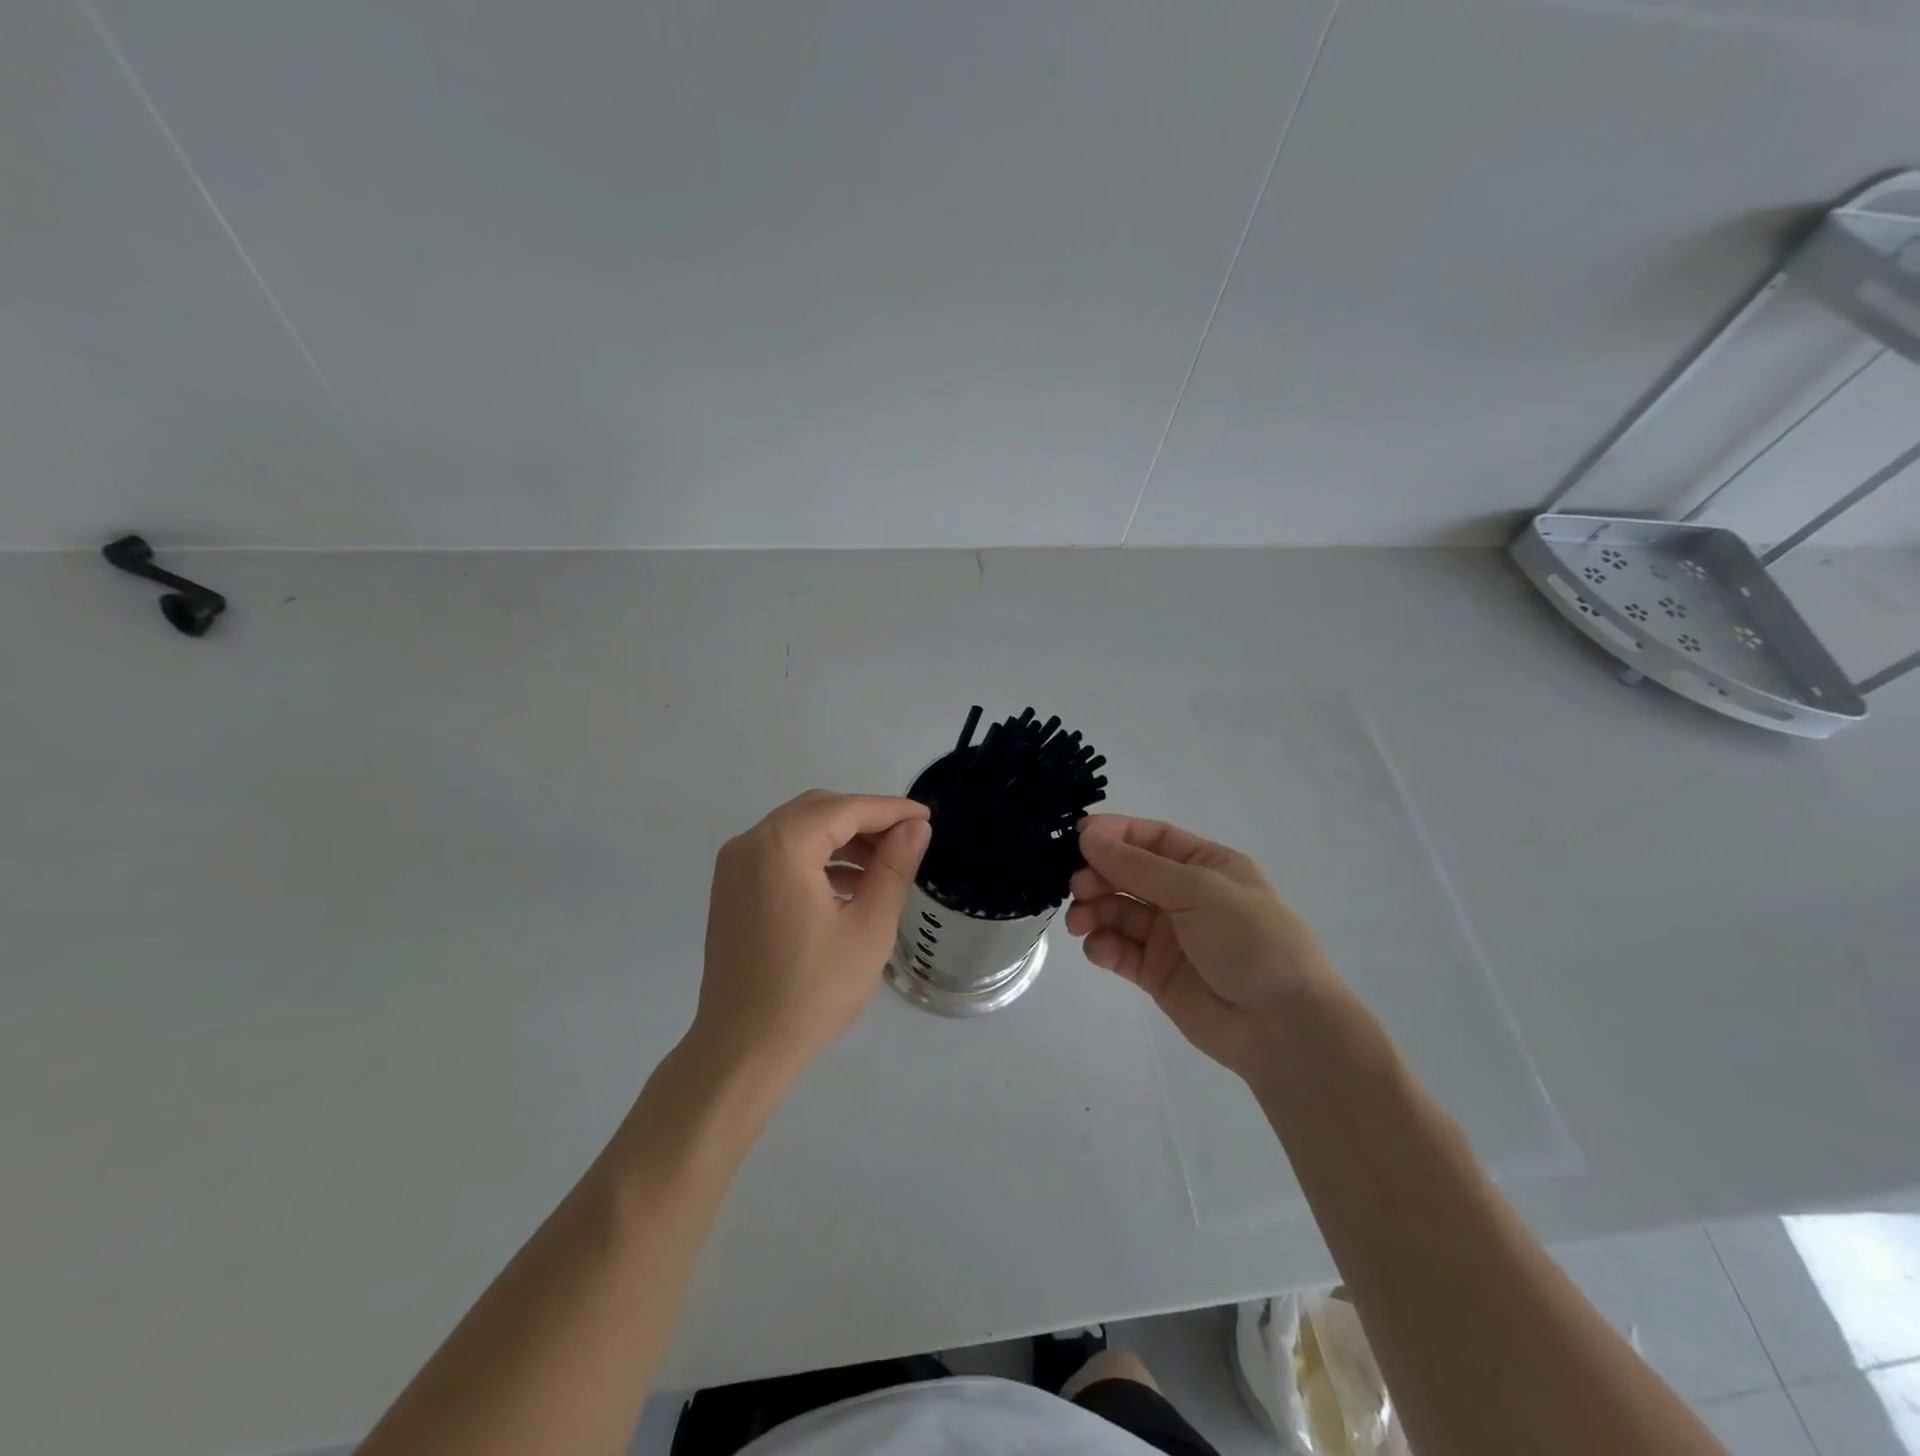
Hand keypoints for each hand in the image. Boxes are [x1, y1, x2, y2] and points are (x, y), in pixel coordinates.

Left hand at [690, 790, 930, 1087]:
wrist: (742, 1050)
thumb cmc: (812, 991)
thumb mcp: (868, 928)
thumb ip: (894, 868)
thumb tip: (915, 828)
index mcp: (782, 846)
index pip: (846, 809)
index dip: (891, 810)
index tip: (927, 818)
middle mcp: (750, 843)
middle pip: (818, 810)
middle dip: (865, 820)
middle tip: (907, 840)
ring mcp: (734, 867)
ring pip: (798, 831)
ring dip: (841, 839)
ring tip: (884, 866)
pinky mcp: (731, 890)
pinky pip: (780, 855)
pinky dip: (815, 859)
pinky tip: (848, 886)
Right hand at [1067, 815, 1341, 1082]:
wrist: (1284, 1026)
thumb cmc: (1250, 940)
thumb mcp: (1197, 891)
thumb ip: (1138, 867)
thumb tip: (1088, 836)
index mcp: (1205, 865)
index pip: (1151, 838)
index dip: (1114, 834)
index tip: (1076, 836)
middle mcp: (1185, 896)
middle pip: (1127, 874)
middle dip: (1098, 876)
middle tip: (1076, 887)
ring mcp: (1169, 936)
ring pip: (1117, 911)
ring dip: (1093, 911)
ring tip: (1080, 922)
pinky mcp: (1156, 973)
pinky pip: (1120, 950)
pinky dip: (1103, 946)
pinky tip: (1100, 950)